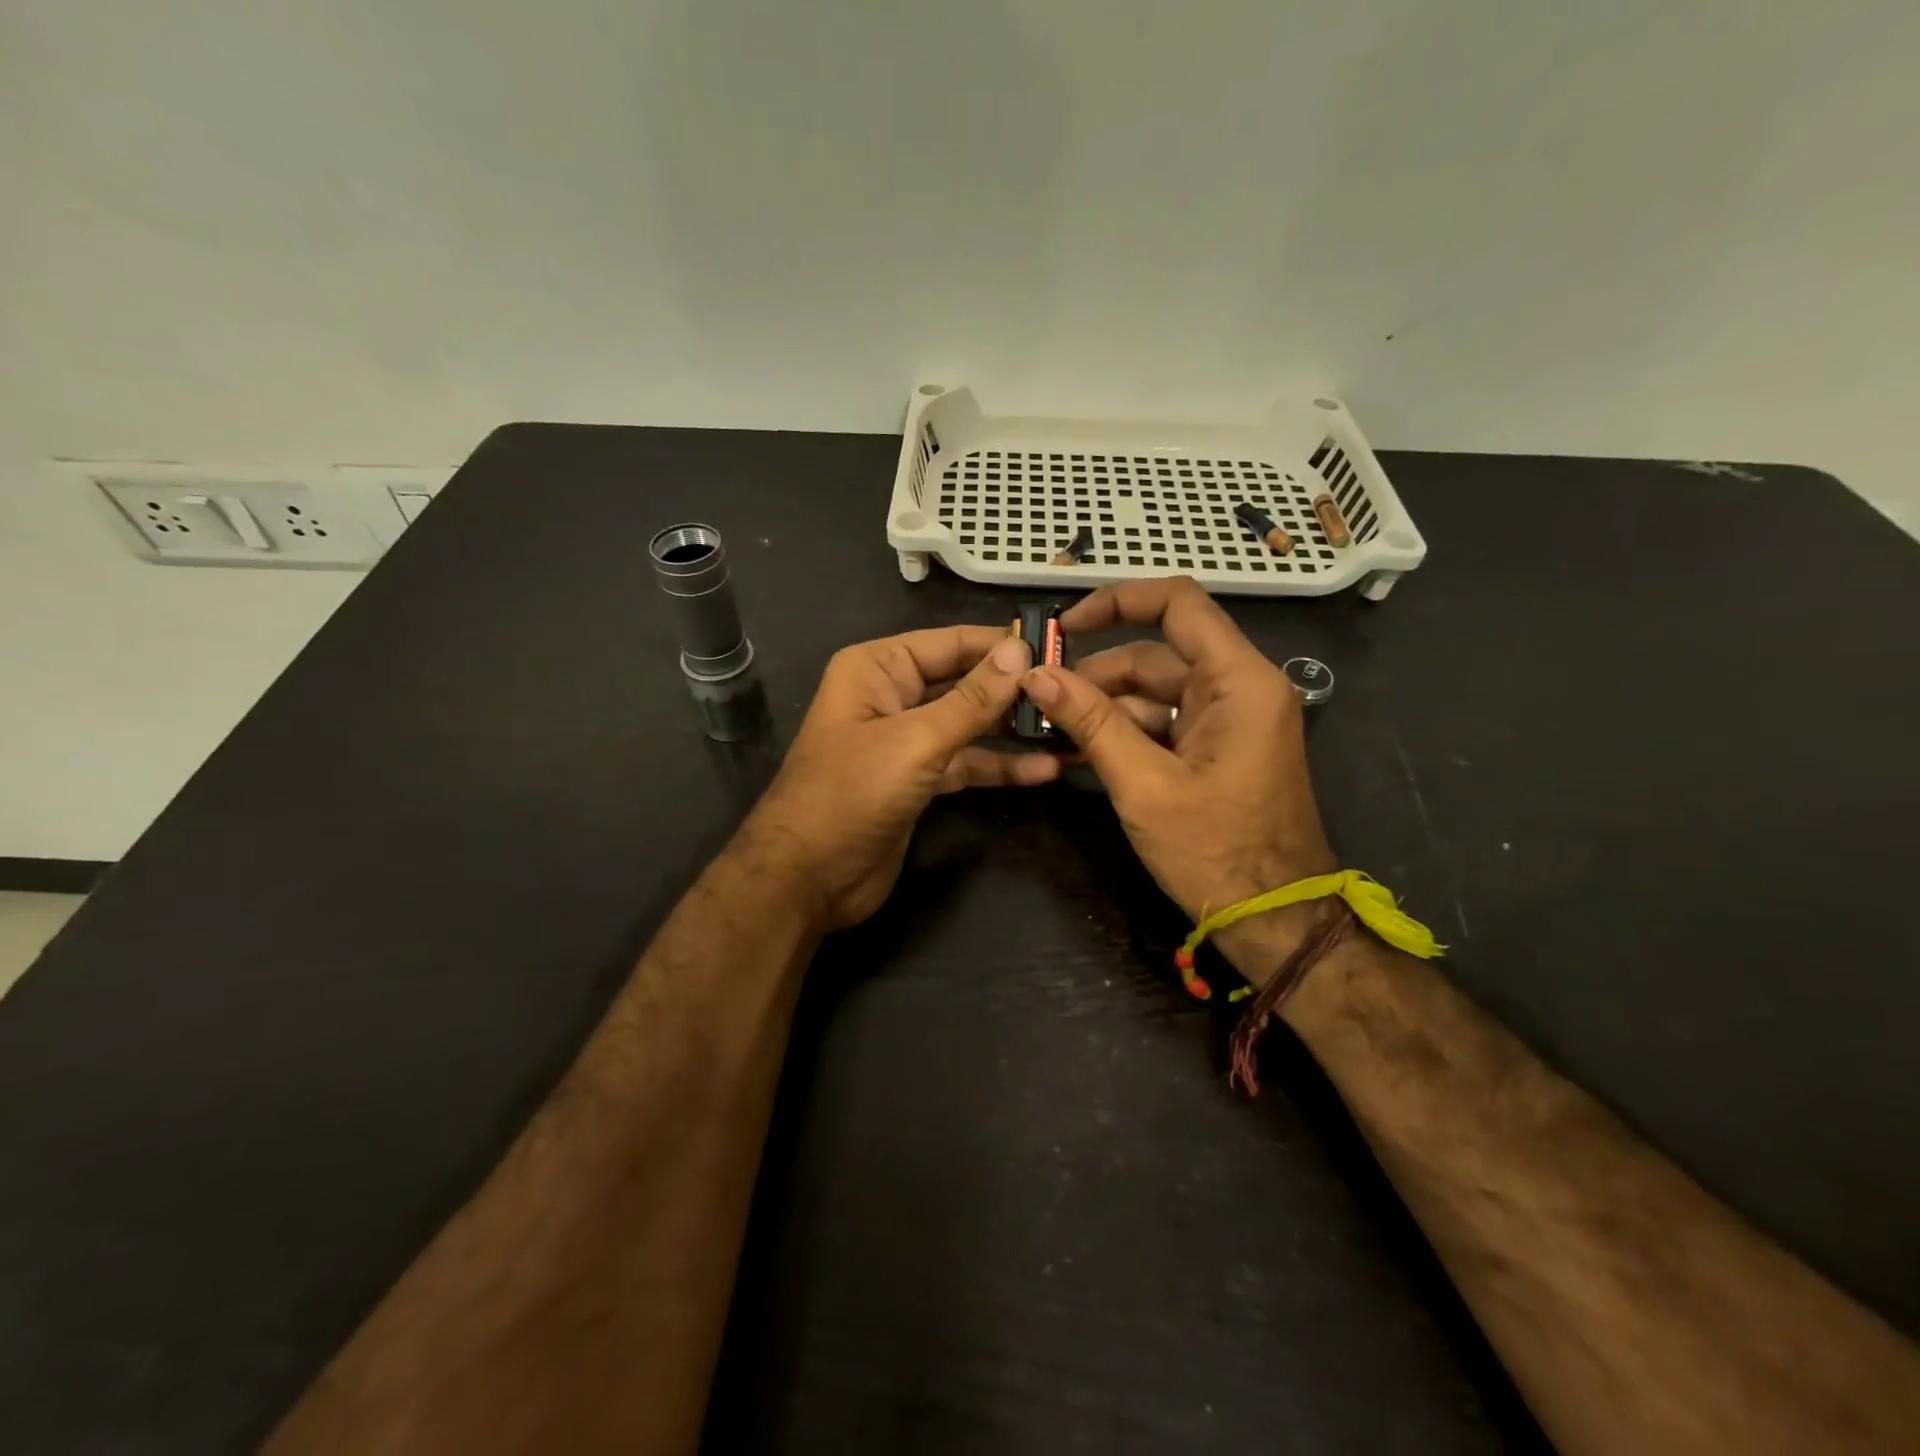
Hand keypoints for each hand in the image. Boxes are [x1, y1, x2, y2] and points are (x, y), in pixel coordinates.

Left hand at [741, 627, 1056, 928]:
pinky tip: (1043, 770)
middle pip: (963, 682)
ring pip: (968, 725)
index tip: (1059, 648)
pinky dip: (998, 767)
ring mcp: (905, 741)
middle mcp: (891, 696)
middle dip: (1013, 689)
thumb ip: (972, 699)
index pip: (951, 643)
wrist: (807, 878)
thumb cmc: (852, 794)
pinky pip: (964, 763)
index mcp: (878, 669)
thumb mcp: (916, 741)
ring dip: (1012, 730)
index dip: (1002, 645)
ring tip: (1069, 728)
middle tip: (1073, 689)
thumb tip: (1020, 651)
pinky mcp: (917, 781)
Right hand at [1021, 578, 1336, 982]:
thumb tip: (1036, 674)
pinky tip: (1076, 753)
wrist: (1276, 921)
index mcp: (1239, 681)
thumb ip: (1090, 722)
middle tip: (1037, 699)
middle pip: (1155, 655)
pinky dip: (1123, 733)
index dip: (1116, 601)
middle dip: (1095, 675)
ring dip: (1102, 709)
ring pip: (1153, 692)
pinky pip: (1163, 723)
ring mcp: (1229, 719)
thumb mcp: (1144, 785)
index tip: (1064, 627)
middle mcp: (1239, 687)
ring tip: (1048, 732)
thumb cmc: (1216, 853)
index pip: (1177, 603)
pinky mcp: (1217, 747)